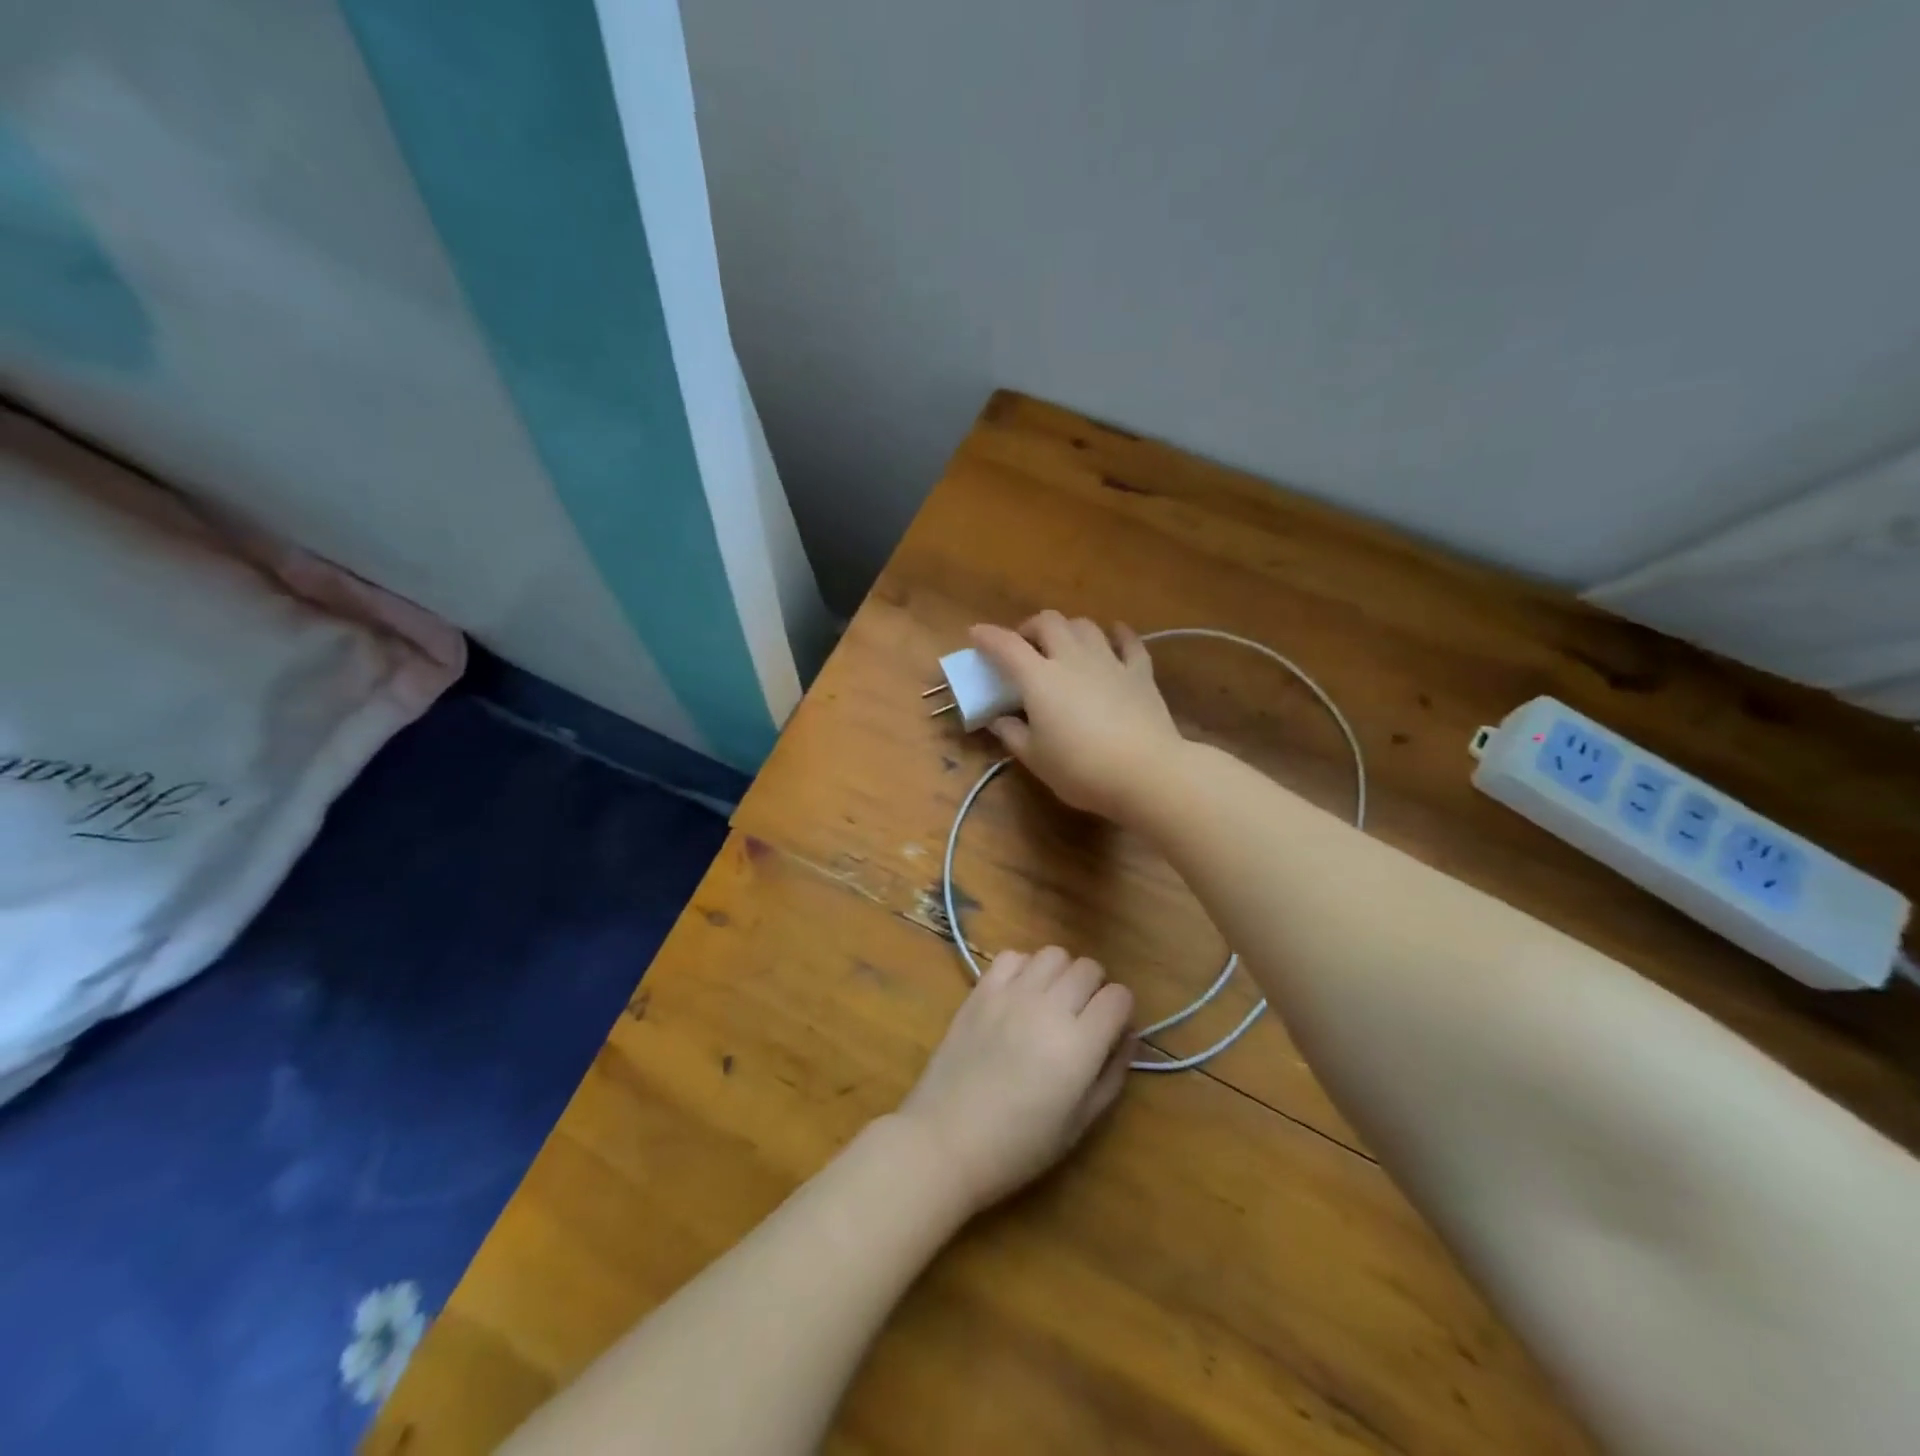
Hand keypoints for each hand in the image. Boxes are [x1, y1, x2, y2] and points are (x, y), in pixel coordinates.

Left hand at [897, 946, 1133, 1214]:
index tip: (1111, 1030)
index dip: (1121, 1011)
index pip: (1119, 996)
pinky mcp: (981, 990)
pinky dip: (1023, 968)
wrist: (946, 1139)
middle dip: (1094, 989)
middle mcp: (1049, 1007)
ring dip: (1061, 973)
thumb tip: (1127, 1034)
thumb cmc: (1019, 1145)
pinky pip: (1013, 956)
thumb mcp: (1080, 1123)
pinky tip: (1019, 996)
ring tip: (1051, 1001)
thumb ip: (1112, 1073)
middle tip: (1082, 1017)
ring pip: (1053, 954)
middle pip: (1089, 968)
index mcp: (1079, 1044)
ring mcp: (1011, 993)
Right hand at [970, 612, 1184, 822]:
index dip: (987, 636)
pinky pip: (1129, 642)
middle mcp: (1072, 659)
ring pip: (1085, 625)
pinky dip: (1118, 634)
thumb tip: (998, 720)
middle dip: (1030, 628)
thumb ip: (1013, 735)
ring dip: (1068, 629)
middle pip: (1048, 622)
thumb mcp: (1036, 759)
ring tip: (1063, 645)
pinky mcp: (1140, 672)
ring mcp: (1109, 661)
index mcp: (1039, 679)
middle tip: (1024, 647)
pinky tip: (1114, 635)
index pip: (1006, 646)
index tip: (976, 634)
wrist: (1146, 773)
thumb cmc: (1081, 770)